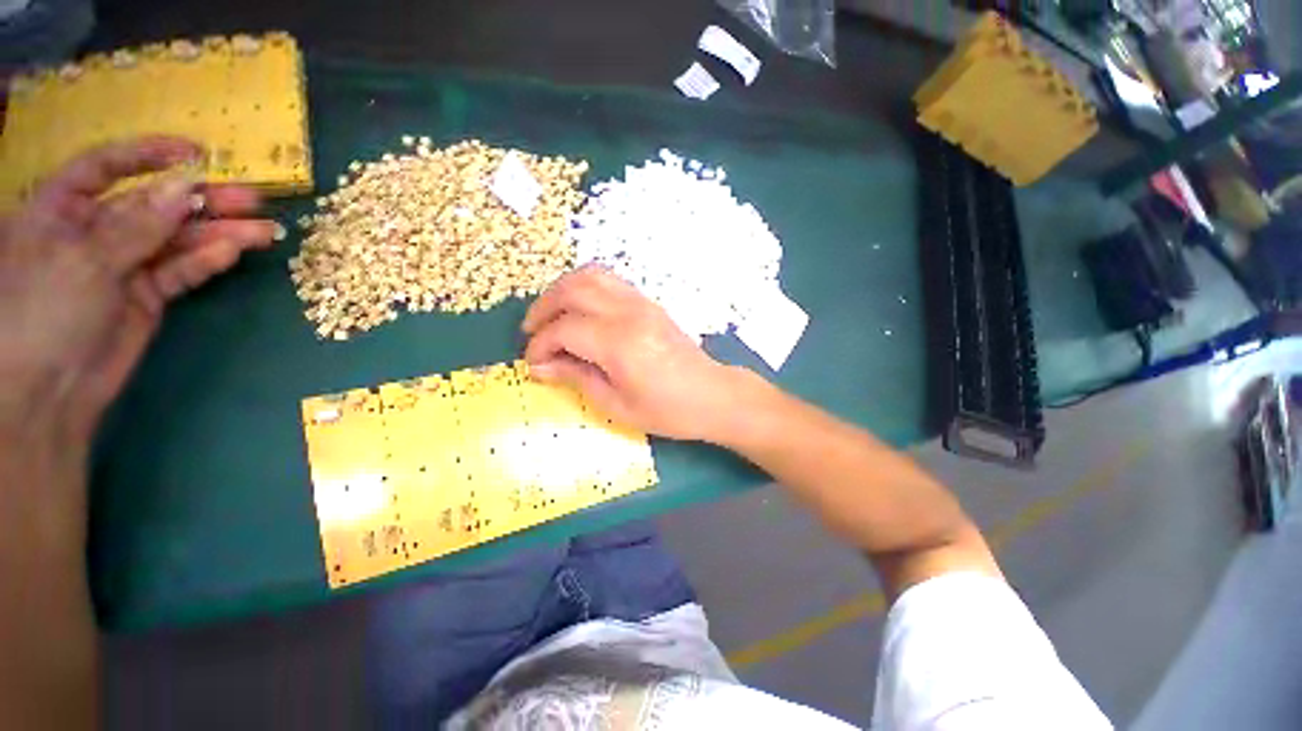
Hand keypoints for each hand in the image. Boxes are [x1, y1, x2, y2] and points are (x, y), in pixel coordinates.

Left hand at [0, 136, 278, 441]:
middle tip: (252, 198)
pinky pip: (180, 272)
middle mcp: (94, 232)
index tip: (196, 153)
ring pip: (176, 241)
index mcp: (62, 211)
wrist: (50, 391)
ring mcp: (123, 265)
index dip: (148, 155)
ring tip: (264, 230)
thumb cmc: (45, 313)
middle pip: (153, 206)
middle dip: (201, 200)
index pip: (105, 168)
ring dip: (218, 233)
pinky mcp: (147, 296)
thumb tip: (185, 188)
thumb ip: (136, 225)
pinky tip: (232, 253)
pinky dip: (206, 262)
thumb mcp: (86, 260)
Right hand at [522, 266, 749, 441]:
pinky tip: (579, 310)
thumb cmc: (667, 410)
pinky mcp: (648, 303)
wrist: (712, 395)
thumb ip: (576, 378)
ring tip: (550, 315)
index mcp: (619, 343)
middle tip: (530, 331)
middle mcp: (628, 313)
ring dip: (562, 290)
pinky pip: (609, 281)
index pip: (565, 329)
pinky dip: (585, 288)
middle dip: (543, 308)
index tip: (532, 363)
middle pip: (573, 290)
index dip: (540, 345)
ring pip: (591, 276)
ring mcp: (641, 303)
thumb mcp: (617, 405)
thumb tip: (540, 367)